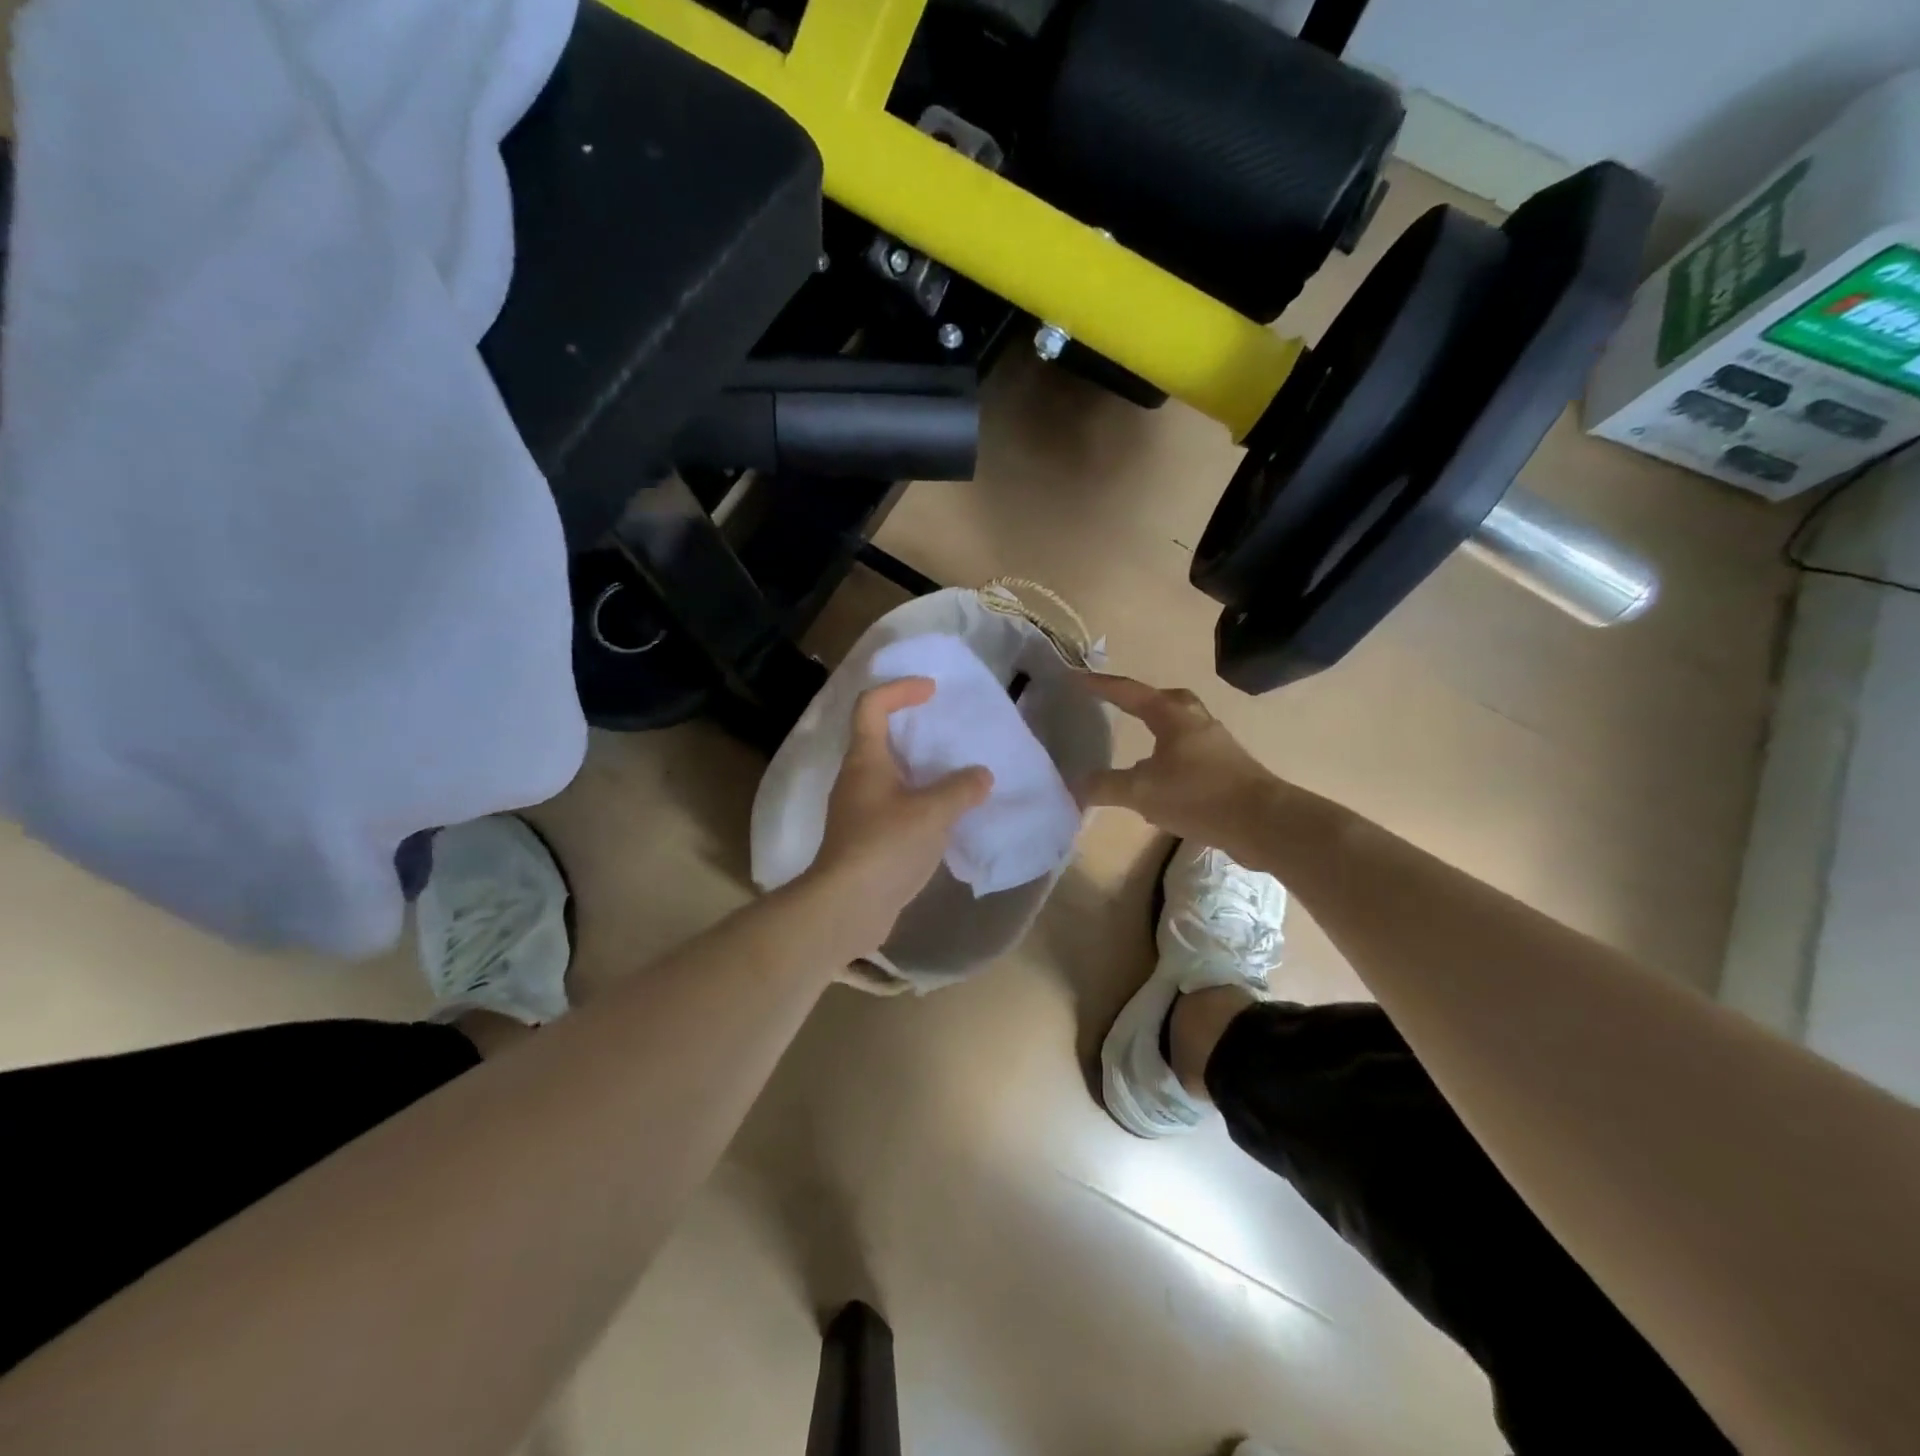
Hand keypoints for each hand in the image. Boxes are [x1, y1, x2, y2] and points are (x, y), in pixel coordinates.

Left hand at [805, 677, 993, 953]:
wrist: (847, 906)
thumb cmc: (885, 846)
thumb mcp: (932, 812)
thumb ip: (961, 789)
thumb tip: (982, 776)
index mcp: (865, 759)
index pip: (872, 705)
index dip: (900, 689)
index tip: (932, 691)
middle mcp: (857, 778)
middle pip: (880, 737)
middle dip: (913, 728)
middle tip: (948, 731)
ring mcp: (859, 810)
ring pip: (890, 774)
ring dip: (920, 768)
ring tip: (956, 773)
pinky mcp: (867, 838)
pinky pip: (896, 805)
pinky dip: (921, 800)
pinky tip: (947, 815)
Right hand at [1080, 675, 1280, 849]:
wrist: (1263, 822)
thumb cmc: (1198, 795)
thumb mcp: (1142, 792)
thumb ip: (1106, 786)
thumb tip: (1075, 784)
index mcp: (1172, 716)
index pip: (1129, 692)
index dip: (1101, 685)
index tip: (1076, 678)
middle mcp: (1196, 722)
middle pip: (1165, 700)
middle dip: (1140, 701)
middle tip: (1119, 704)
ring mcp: (1216, 745)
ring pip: (1181, 727)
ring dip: (1159, 732)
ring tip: (1138, 746)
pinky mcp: (1228, 770)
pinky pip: (1191, 754)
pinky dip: (1171, 760)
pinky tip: (1161, 784)